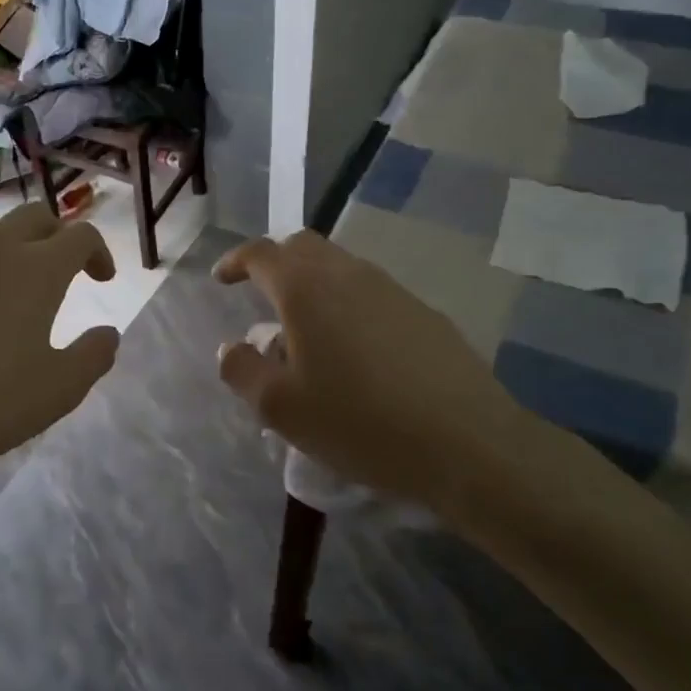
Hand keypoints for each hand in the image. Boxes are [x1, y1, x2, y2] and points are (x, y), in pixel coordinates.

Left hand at [0, 204, 120, 496]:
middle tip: (58, 270)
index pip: (80, 235)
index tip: (100, 279)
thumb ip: (94, 355)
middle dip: (55, 236)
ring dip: (3, 245)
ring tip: (1, 282)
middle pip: (33, 216)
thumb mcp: (59, 391)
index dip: (99, 252)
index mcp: (36, 269)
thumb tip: (108, 333)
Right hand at [212, 232, 549, 511]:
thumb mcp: (281, 409)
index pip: (261, 253)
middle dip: (276, 264)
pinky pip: (372, 294)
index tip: (222, 279)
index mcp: (306, 289)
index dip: (236, 261)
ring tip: (309, 333)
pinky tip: (356, 353)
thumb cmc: (359, 422)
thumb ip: (243, 371)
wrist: (467, 443)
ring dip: (315, 286)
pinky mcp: (424, 313)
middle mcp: (348, 274)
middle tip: (263, 297)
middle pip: (304, 247)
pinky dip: (349, 306)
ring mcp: (392, 290)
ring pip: (341, 268)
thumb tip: (230, 347)